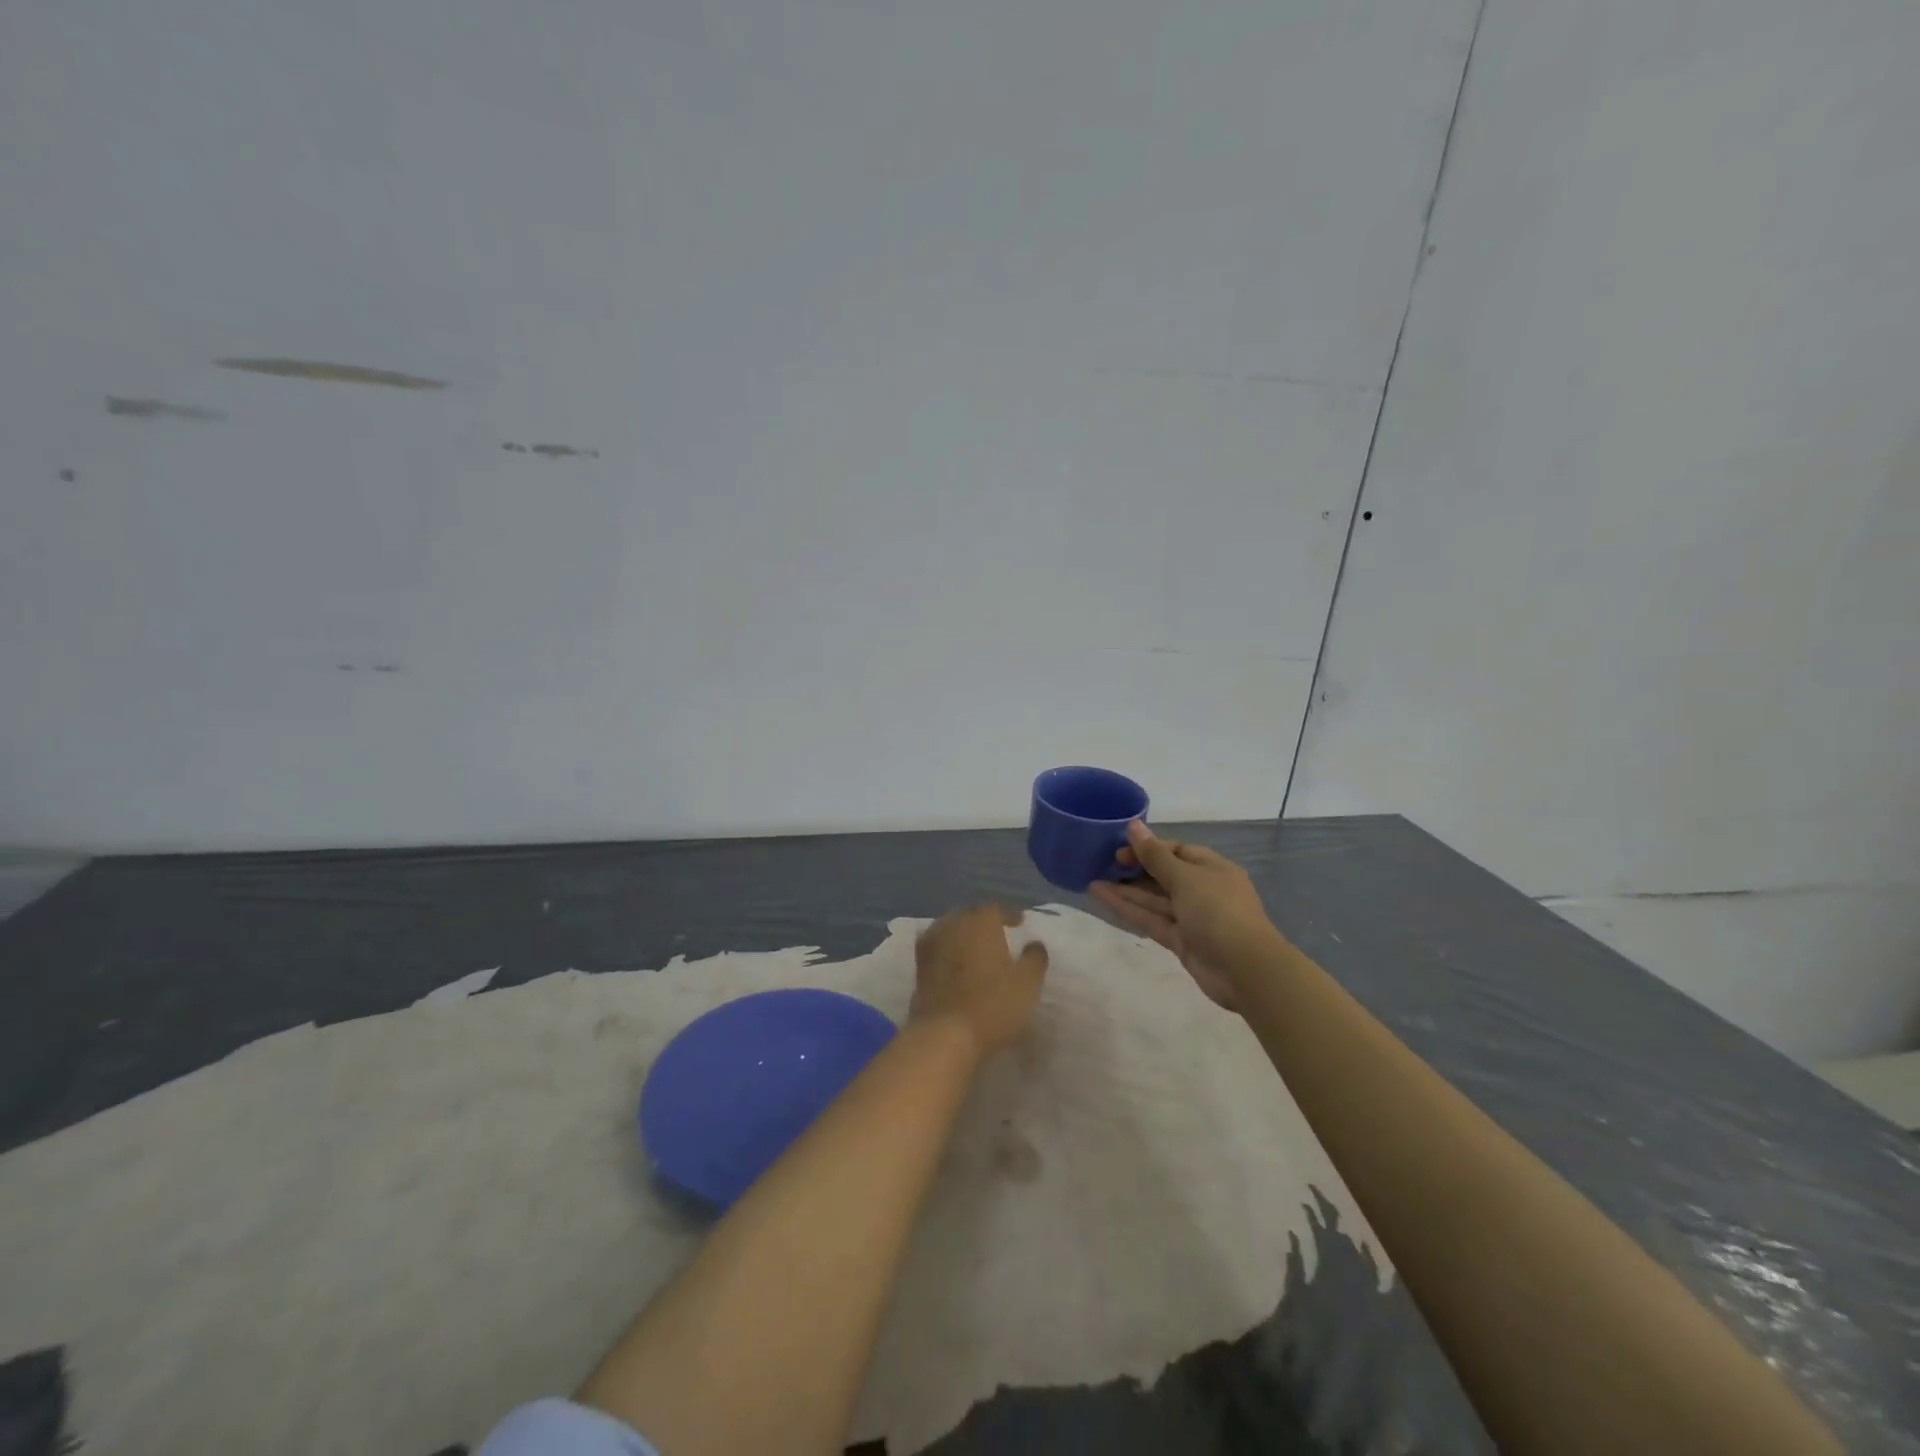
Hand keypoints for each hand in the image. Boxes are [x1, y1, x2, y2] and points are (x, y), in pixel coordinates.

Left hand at [910, 904, 1048, 1055]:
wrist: (943, 1034)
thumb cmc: (992, 1004)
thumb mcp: (1027, 983)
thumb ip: (1034, 958)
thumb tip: (1035, 944)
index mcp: (981, 922)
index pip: (995, 909)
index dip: (1008, 915)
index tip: (1019, 923)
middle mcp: (953, 925)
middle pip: (969, 915)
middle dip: (982, 921)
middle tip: (996, 933)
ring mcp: (932, 945)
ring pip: (949, 928)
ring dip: (961, 933)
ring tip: (974, 946)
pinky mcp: (918, 967)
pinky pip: (935, 947)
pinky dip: (945, 949)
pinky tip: (951, 960)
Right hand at [1089, 822, 1276, 1010]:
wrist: (1245, 970)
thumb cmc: (1218, 911)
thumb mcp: (1185, 878)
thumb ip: (1154, 855)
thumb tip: (1133, 825)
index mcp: (1212, 869)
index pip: (1177, 851)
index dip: (1149, 848)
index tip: (1120, 849)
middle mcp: (1202, 890)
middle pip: (1164, 875)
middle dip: (1134, 869)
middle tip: (1102, 864)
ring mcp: (1191, 918)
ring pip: (1154, 899)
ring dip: (1125, 890)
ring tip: (1092, 880)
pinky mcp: (1180, 941)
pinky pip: (1151, 919)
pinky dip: (1129, 909)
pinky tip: (1102, 898)